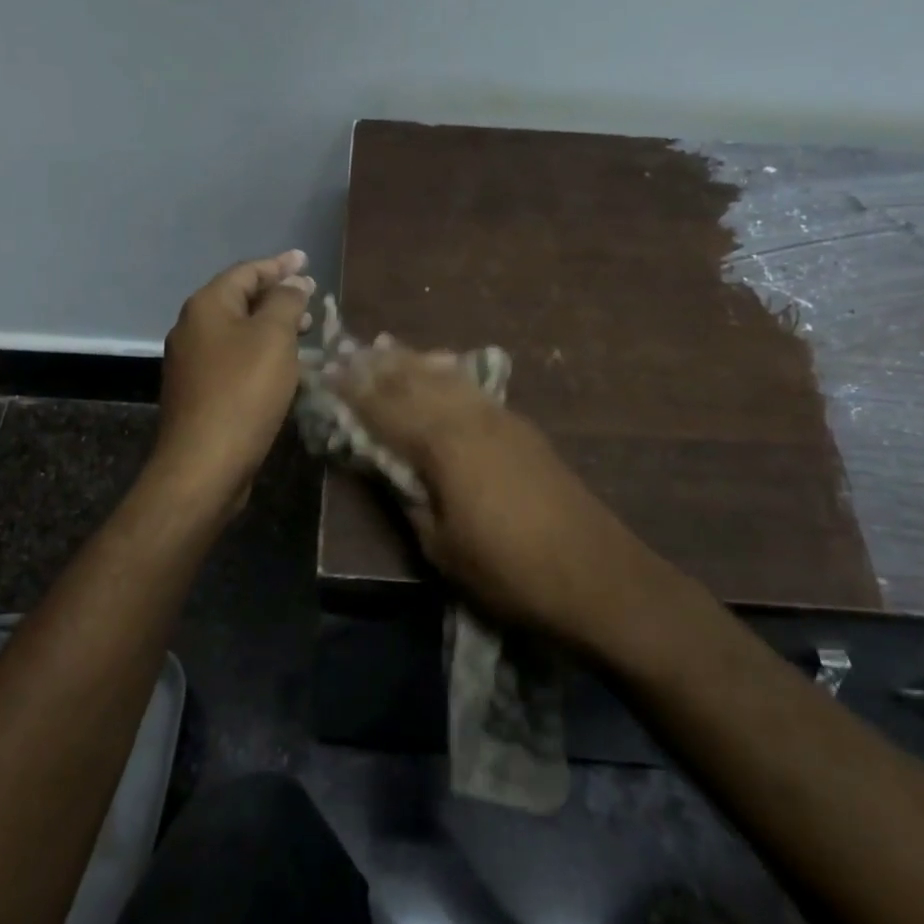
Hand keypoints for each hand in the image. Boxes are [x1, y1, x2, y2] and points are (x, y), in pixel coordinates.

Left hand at [154, 250, 315, 515]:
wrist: (205, 463)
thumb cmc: (243, 391)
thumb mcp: (274, 338)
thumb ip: (286, 302)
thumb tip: (293, 282)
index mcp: (207, 306)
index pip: (247, 271)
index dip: (279, 264)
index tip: (306, 260)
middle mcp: (193, 327)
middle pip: (239, 299)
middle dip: (277, 295)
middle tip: (311, 296)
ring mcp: (192, 361)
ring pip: (237, 330)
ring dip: (271, 325)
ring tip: (305, 329)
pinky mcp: (199, 390)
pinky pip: (234, 357)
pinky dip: (259, 350)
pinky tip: (281, 364)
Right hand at [329, 345, 648, 645]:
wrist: (597, 576)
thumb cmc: (510, 571)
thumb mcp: (442, 547)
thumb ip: (410, 499)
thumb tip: (391, 468)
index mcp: (443, 445)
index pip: (386, 407)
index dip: (353, 390)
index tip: (326, 372)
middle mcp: (470, 418)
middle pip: (415, 380)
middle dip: (378, 366)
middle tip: (347, 351)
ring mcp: (501, 418)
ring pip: (447, 376)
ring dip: (412, 360)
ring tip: (385, 347)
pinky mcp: (523, 428)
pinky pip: (472, 387)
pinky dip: (446, 372)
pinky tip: (440, 368)